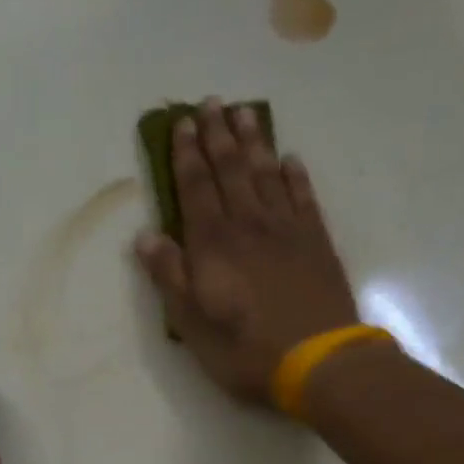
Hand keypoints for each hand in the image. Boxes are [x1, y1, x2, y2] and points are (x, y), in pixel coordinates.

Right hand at [135, 98, 359, 403]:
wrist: (317, 360)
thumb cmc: (244, 349)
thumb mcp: (192, 322)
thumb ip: (170, 276)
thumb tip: (146, 237)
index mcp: (213, 243)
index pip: (196, 188)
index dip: (186, 155)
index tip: (181, 124)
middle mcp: (249, 225)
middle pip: (230, 170)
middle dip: (217, 135)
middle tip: (211, 102)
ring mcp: (287, 230)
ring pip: (266, 174)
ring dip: (253, 143)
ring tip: (244, 113)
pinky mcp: (316, 241)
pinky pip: (303, 197)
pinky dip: (294, 176)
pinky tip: (289, 160)